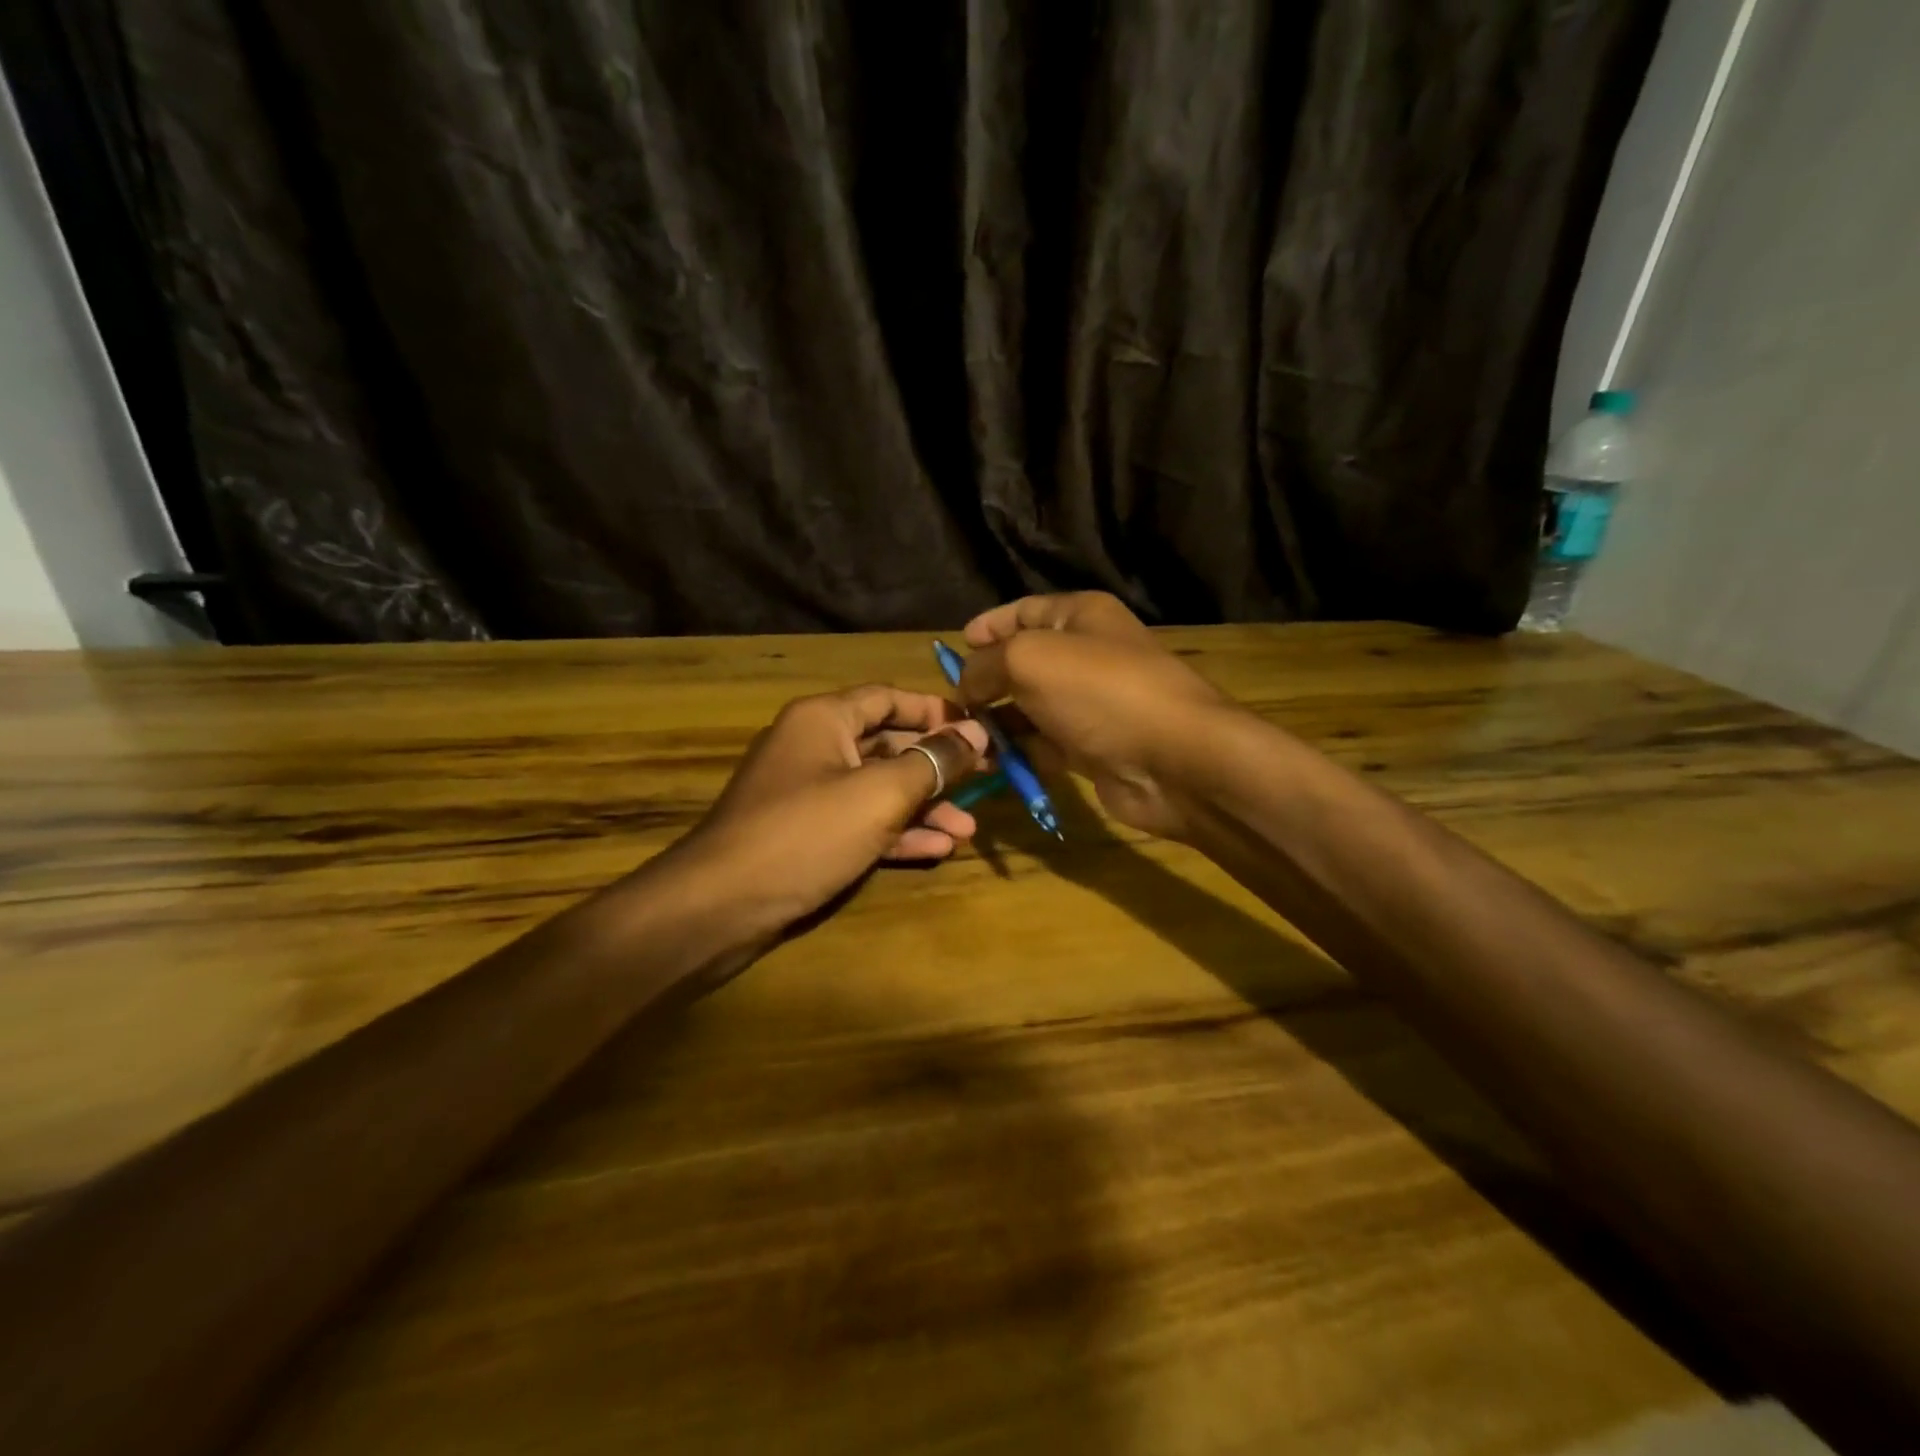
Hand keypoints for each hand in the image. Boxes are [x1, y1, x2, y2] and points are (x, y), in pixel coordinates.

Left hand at [674, 685, 988, 942]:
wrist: (721, 906)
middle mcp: (814, 747)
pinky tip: (936, 850)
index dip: (936, 711)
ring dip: (923, 807)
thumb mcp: (880, 794)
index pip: (889, 697)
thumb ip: (933, 762)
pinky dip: (895, 833)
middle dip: (937, 767)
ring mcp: (807, 794)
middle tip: (985, 781)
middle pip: (888, 744)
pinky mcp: (806, 835)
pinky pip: (859, 823)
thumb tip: (976, 733)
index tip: (979, 730)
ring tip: (967, 829)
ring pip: (877, 789)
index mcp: (824, 718)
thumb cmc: (806, 833)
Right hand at [957, 593, 1238, 839]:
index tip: (957, 644)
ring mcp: (1091, 706)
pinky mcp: (1092, 749)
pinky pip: (1044, 745)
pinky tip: (993, 765)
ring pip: (1031, 708)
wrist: (1174, 759)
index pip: (1026, 611)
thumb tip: (966, 685)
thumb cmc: (1100, 691)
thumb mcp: (1028, 659)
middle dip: (986, 680)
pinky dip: (1019, 754)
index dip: (990, 624)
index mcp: (1081, 617)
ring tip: (964, 739)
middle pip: (1025, 662)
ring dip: (997, 723)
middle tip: (952, 703)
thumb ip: (985, 664)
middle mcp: (1087, 656)